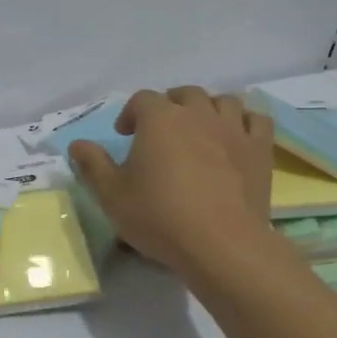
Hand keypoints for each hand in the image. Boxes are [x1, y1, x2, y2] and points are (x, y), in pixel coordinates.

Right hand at [67, 86, 275, 274]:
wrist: (221, 244)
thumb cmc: (159, 216)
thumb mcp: (111, 195)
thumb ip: (92, 165)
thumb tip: (77, 144)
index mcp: (159, 119)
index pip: (141, 99)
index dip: (130, 113)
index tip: (124, 136)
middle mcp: (197, 113)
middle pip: (184, 94)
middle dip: (170, 106)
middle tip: (160, 131)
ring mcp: (233, 129)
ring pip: (222, 101)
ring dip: (208, 109)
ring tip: (199, 130)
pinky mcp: (259, 150)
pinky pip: (256, 120)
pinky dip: (244, 121)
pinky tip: (235, 137)